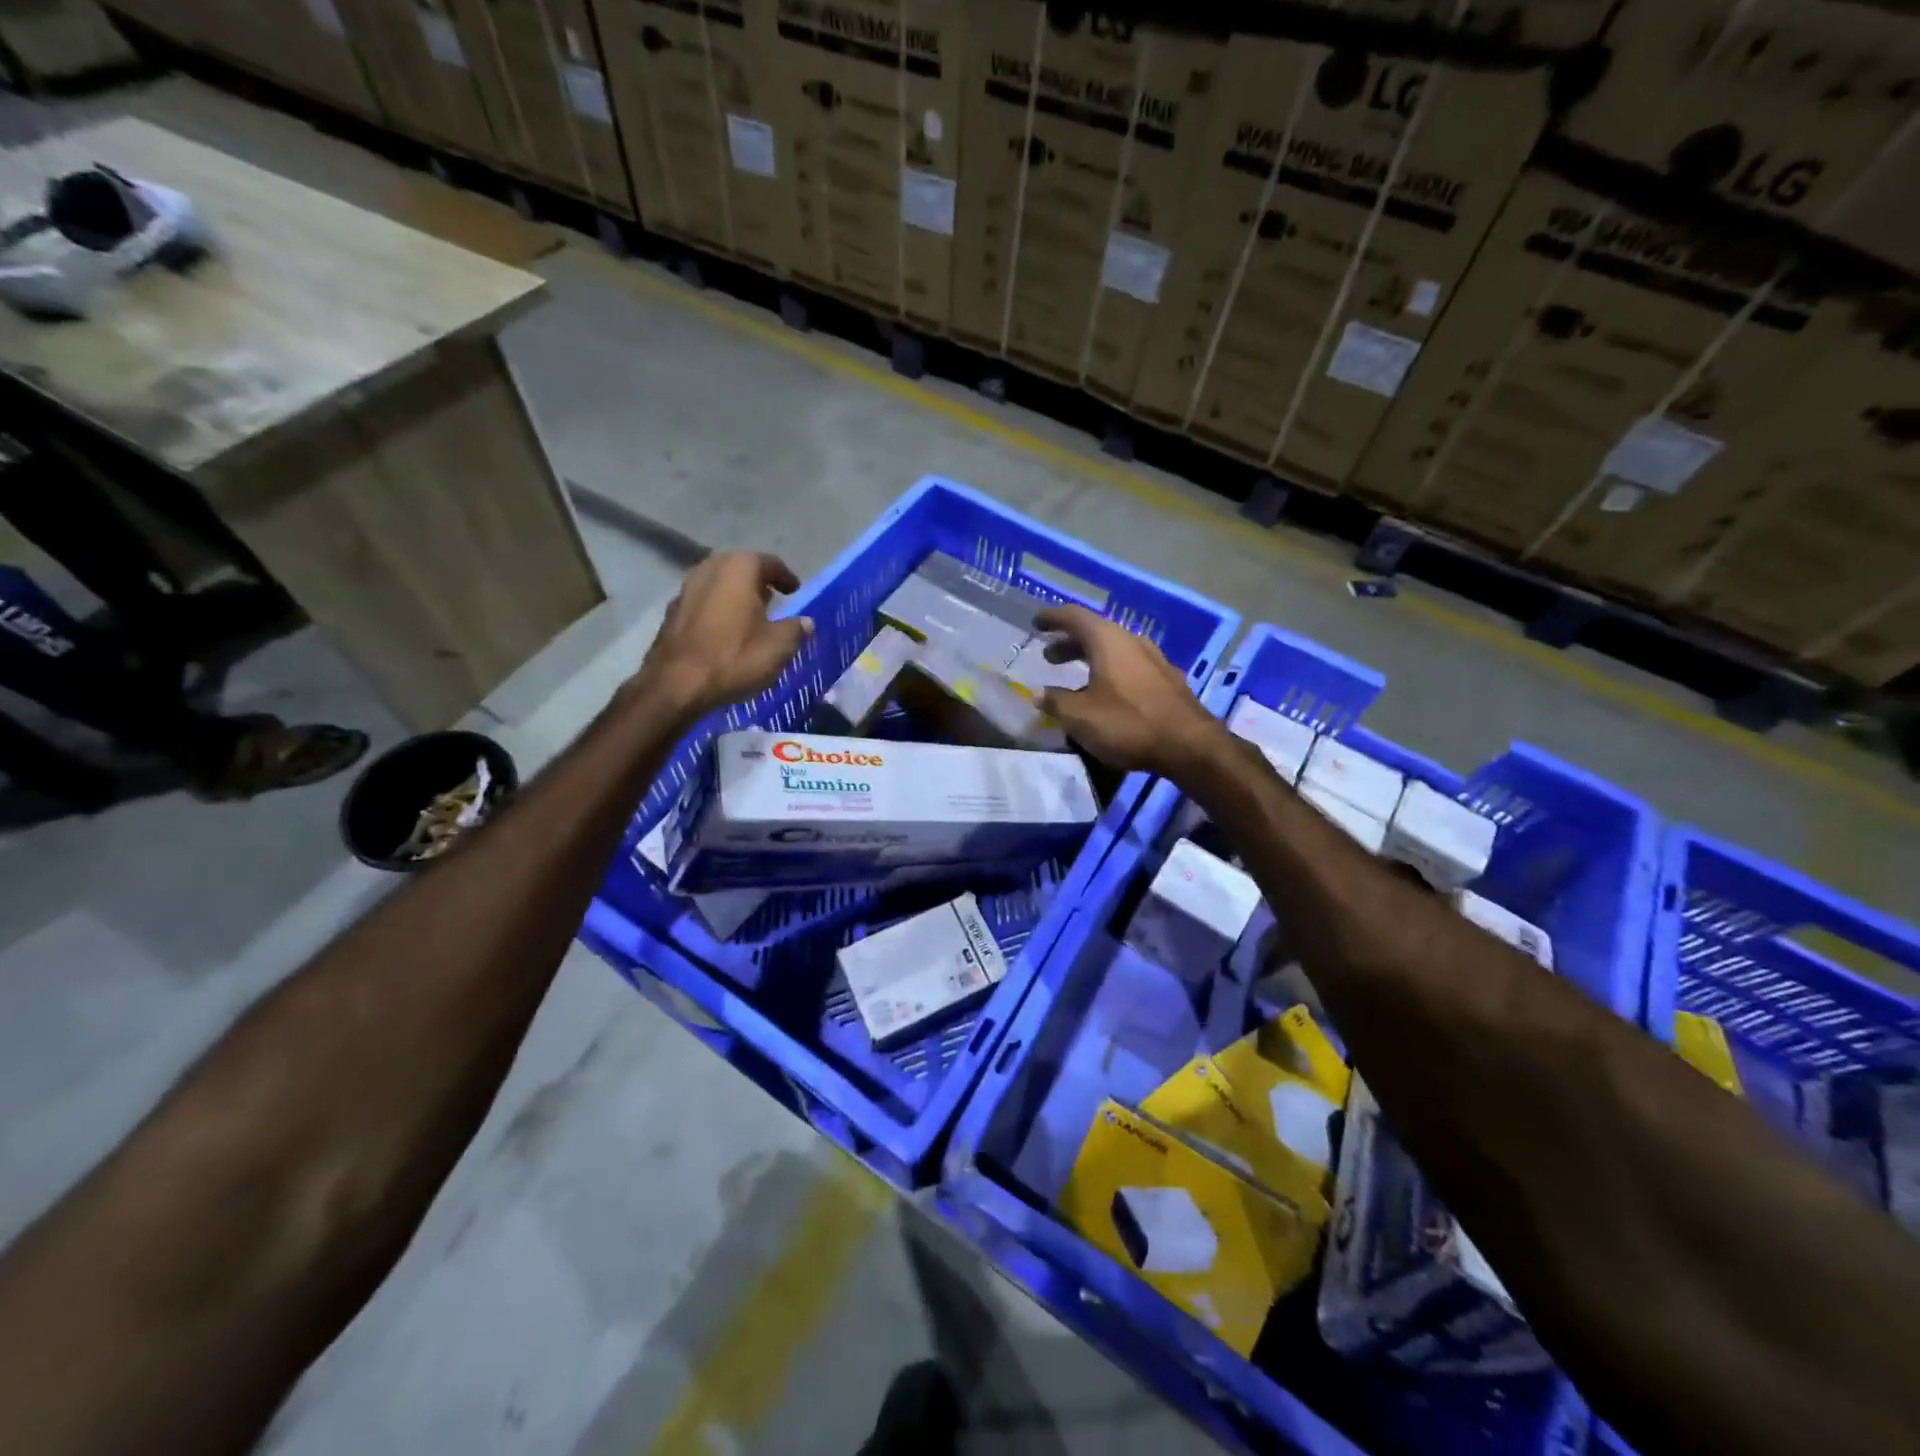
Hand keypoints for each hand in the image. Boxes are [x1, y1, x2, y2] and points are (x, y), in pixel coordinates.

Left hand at [637, 551, 813, 716]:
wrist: (676, 684)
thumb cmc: (734, 657)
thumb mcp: (778, 647)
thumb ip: (796, 629)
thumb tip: (806, 622)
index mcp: (739, 568)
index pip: (769, 562)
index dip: (785, 577)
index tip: (795, 591)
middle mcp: (710, 569)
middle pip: (740, 568)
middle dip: (757, 581)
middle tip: (773, 598)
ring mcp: (686, 588)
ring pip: (719, 584)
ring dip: (735, 595)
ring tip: (750, 614)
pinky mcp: (672, 611)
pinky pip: (703, 602)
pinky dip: (718, 609)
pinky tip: (726, 630)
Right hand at [1035, 604, 1224, 776]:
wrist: (1189, 744)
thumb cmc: (1127, 723)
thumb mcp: (1080, 717)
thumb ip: (1056, 702)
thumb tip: (1037, 693)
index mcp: (1107, 640)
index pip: (1074, 616)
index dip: (1052, 618)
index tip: (1036, 622)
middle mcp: (1131, 641)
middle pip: (1095, 632)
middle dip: (1069, 643)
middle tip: (1050, 657)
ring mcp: (1154, 659)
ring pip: (1114, 650)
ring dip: (1091, 659)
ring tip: (1075, 678)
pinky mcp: (1167, 679)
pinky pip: (1130, 665)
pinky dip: (1111, 672)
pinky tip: (1106, 694)